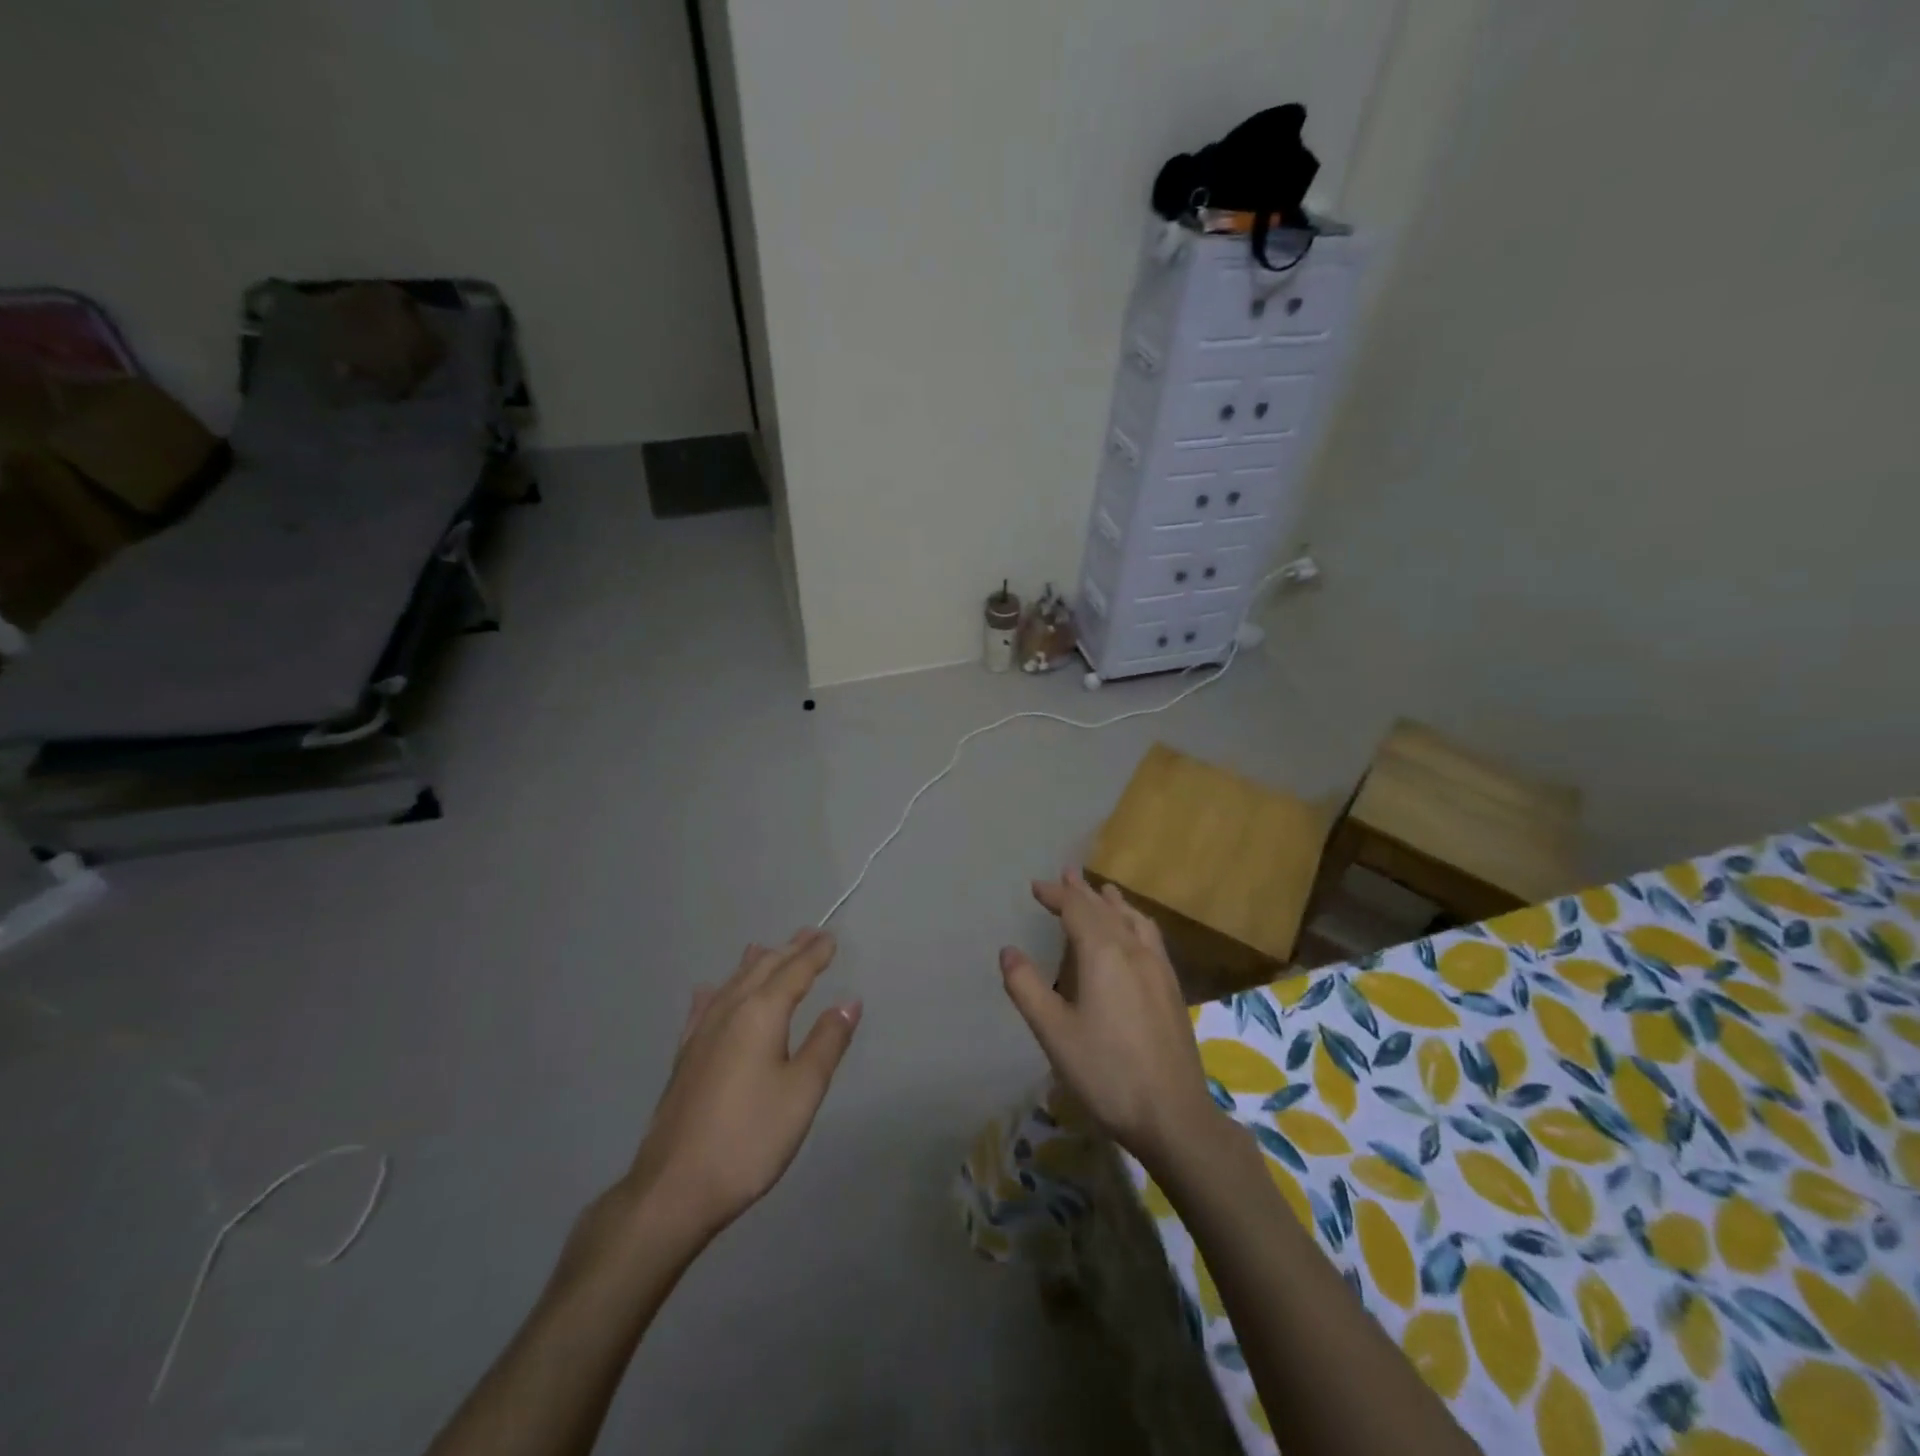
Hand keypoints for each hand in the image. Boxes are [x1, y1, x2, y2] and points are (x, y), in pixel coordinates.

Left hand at [624, 930, 860, 1240]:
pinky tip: (710, 990)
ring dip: (756, 964)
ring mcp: (701, 1032)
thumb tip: (848, 1000)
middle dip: (788, 951)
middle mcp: (729, 1011)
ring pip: (733, 982)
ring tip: (767, 949)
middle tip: (809, 934)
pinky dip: (718, 990)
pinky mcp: (685, 1056)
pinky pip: (705, 1006)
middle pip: (763, 969)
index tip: (831, 937)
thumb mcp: (802, 1091)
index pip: (794, 972)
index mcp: (761, 1013)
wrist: (675, 1187)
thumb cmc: (750, 1138)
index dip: (815, 954)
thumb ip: (827, 1041)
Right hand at [998, 870, 1217, 1168]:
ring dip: (1112, 902)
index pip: (1077, 909)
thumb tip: (1008, 951)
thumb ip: (1027, 988)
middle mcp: (1133, 950)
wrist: (1174, 1114)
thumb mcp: (1054, 1032)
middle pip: (1106, 908)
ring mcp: (1158, 967)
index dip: (1056, 894)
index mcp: (1103, 954)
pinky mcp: (1171, 987)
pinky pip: (1150, 936)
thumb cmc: (1106, 1073)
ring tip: (1103, 891)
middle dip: (1083, 891)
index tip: (1037, 886)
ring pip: (1133, 919)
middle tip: (1067, 874)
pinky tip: (1135, 933)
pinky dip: (1134, 920)